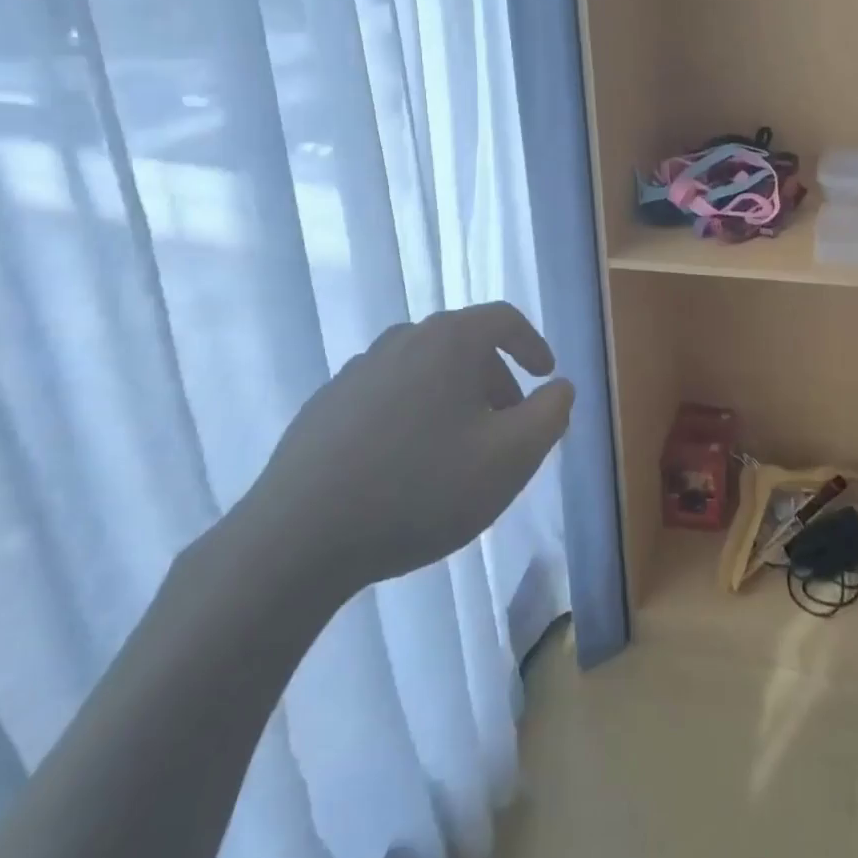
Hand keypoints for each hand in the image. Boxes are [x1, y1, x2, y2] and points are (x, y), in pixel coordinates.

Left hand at [232, 302, 573, 610]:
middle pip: (464, 345)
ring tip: (459, 451)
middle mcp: (402, 340)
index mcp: (449, 340)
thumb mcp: (510, 458)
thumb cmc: (421, 488)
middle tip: (507, 428)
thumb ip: (550, 415)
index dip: (533, 344)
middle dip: (495, 380)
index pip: (504, 319)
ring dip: (454, 399)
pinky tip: (405, 466)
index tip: (545, 377)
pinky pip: (387, 396)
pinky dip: (413, 415)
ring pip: (424, 371)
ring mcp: (357, 370)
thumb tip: (560, 387)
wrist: (297, 538)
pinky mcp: (325, 405)